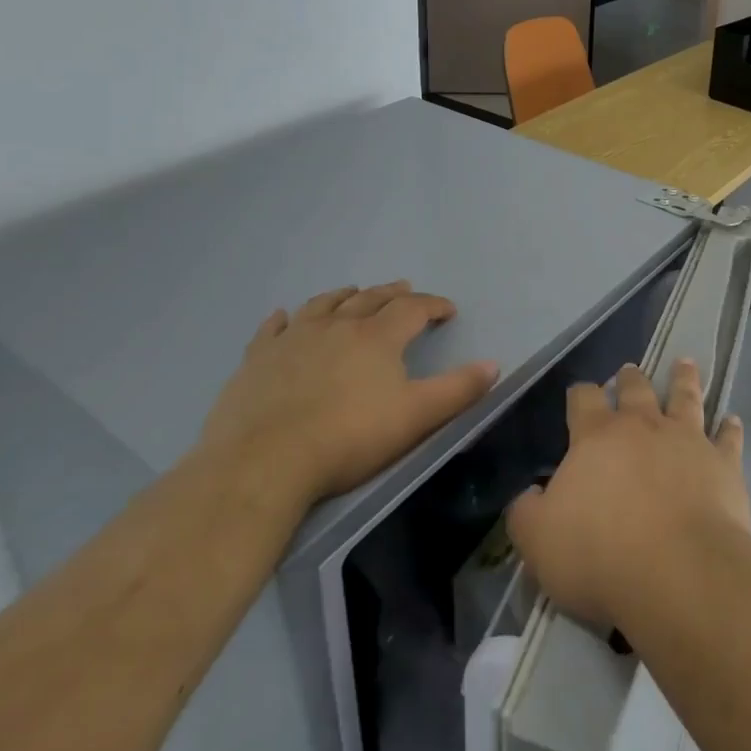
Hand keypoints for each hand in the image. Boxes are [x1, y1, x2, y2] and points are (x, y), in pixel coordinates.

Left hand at [198, 281, 497, 510]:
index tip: (448, 310)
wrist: (264, 462)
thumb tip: (493, 364)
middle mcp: (337, 326)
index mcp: (377, 337)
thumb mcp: (416, 417)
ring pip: (323, 305)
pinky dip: (282, 320)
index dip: (434, 305)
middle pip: (369, 299)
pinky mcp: (257, 359)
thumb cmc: (349, 438)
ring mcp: (293, 339)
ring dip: (343, 296)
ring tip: (353, 292)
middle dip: (391, 293)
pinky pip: (272, 329)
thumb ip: (458, 390)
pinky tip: (283, 316)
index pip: (413, 309)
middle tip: (405, 289)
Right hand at [507, 359, 750, 631]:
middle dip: (630, 379)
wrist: (677, 572)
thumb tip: (527, 495)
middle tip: (630, 370)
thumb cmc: (600, 554)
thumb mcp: (539, 541)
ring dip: (684, 380)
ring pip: (685, 397)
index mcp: (596, 437)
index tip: (579, 394)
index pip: (584, 400)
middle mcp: (643, 426)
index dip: (580, 394)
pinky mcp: (723, 464)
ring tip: (685, 363)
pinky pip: (728, 439)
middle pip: (636, 389)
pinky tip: (732, 420)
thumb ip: (526, 514)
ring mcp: (687, 440)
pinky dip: (730, 429)